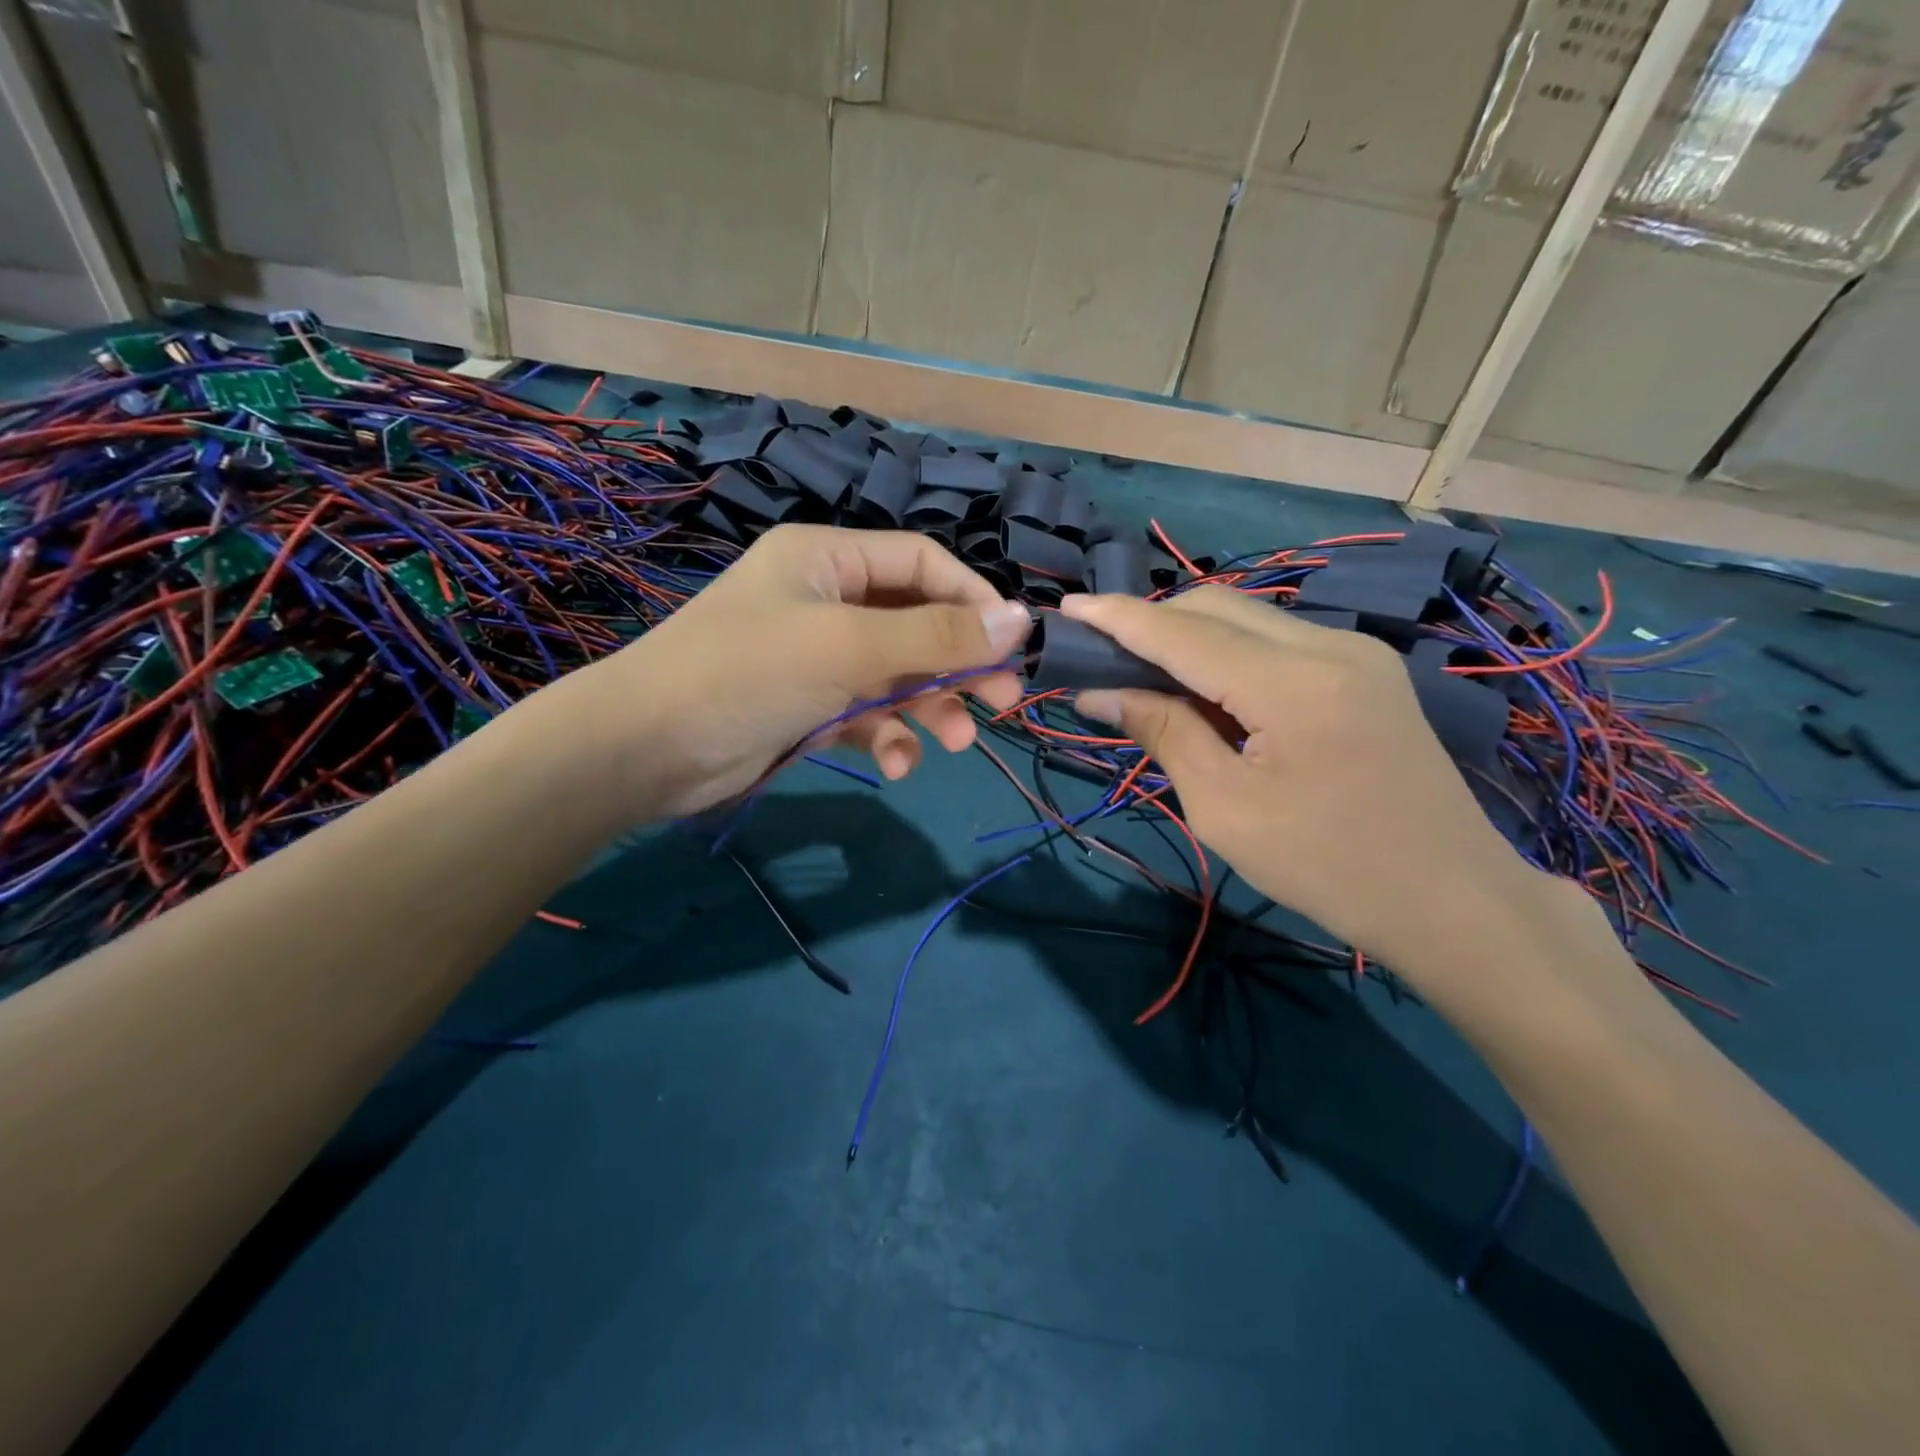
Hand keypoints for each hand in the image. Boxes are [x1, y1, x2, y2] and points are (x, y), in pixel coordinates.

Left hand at [555, 525, 1031, 820]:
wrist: (645, 749)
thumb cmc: (748, 672)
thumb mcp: (850, 646)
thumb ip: (937, 636)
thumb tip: (1021, 619)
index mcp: (828, 559)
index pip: (922, 564)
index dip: (973, 599)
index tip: (1014, 644)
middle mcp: (825, 600)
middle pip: (916, 623)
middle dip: (959, 663)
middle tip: (1001, 702)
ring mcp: (817, 657)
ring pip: (897, 675)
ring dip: (929, 708)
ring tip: (955, 742)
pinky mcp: (809, 707)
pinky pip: (866, 714)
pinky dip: (887, 737)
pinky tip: (896, 764)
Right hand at [1062, 587, 1553, 971]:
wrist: (1450, 898)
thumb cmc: (1326, 867)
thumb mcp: (1225, 809)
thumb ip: (1163, 733)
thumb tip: (1100, 693)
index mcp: (1292, 683)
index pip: (1183, 632)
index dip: (1119, 618)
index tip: (1066, 610)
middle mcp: (1328, 645)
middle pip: (1215, 608)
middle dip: (1151, 622)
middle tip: (1100, 655)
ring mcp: (1355, 652)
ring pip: (1247, 617)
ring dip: (1188, 635)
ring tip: (1142, 672)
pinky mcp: (1365, 669)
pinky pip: (1277, 640)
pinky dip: (1227, 652)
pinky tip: (1204, 687)